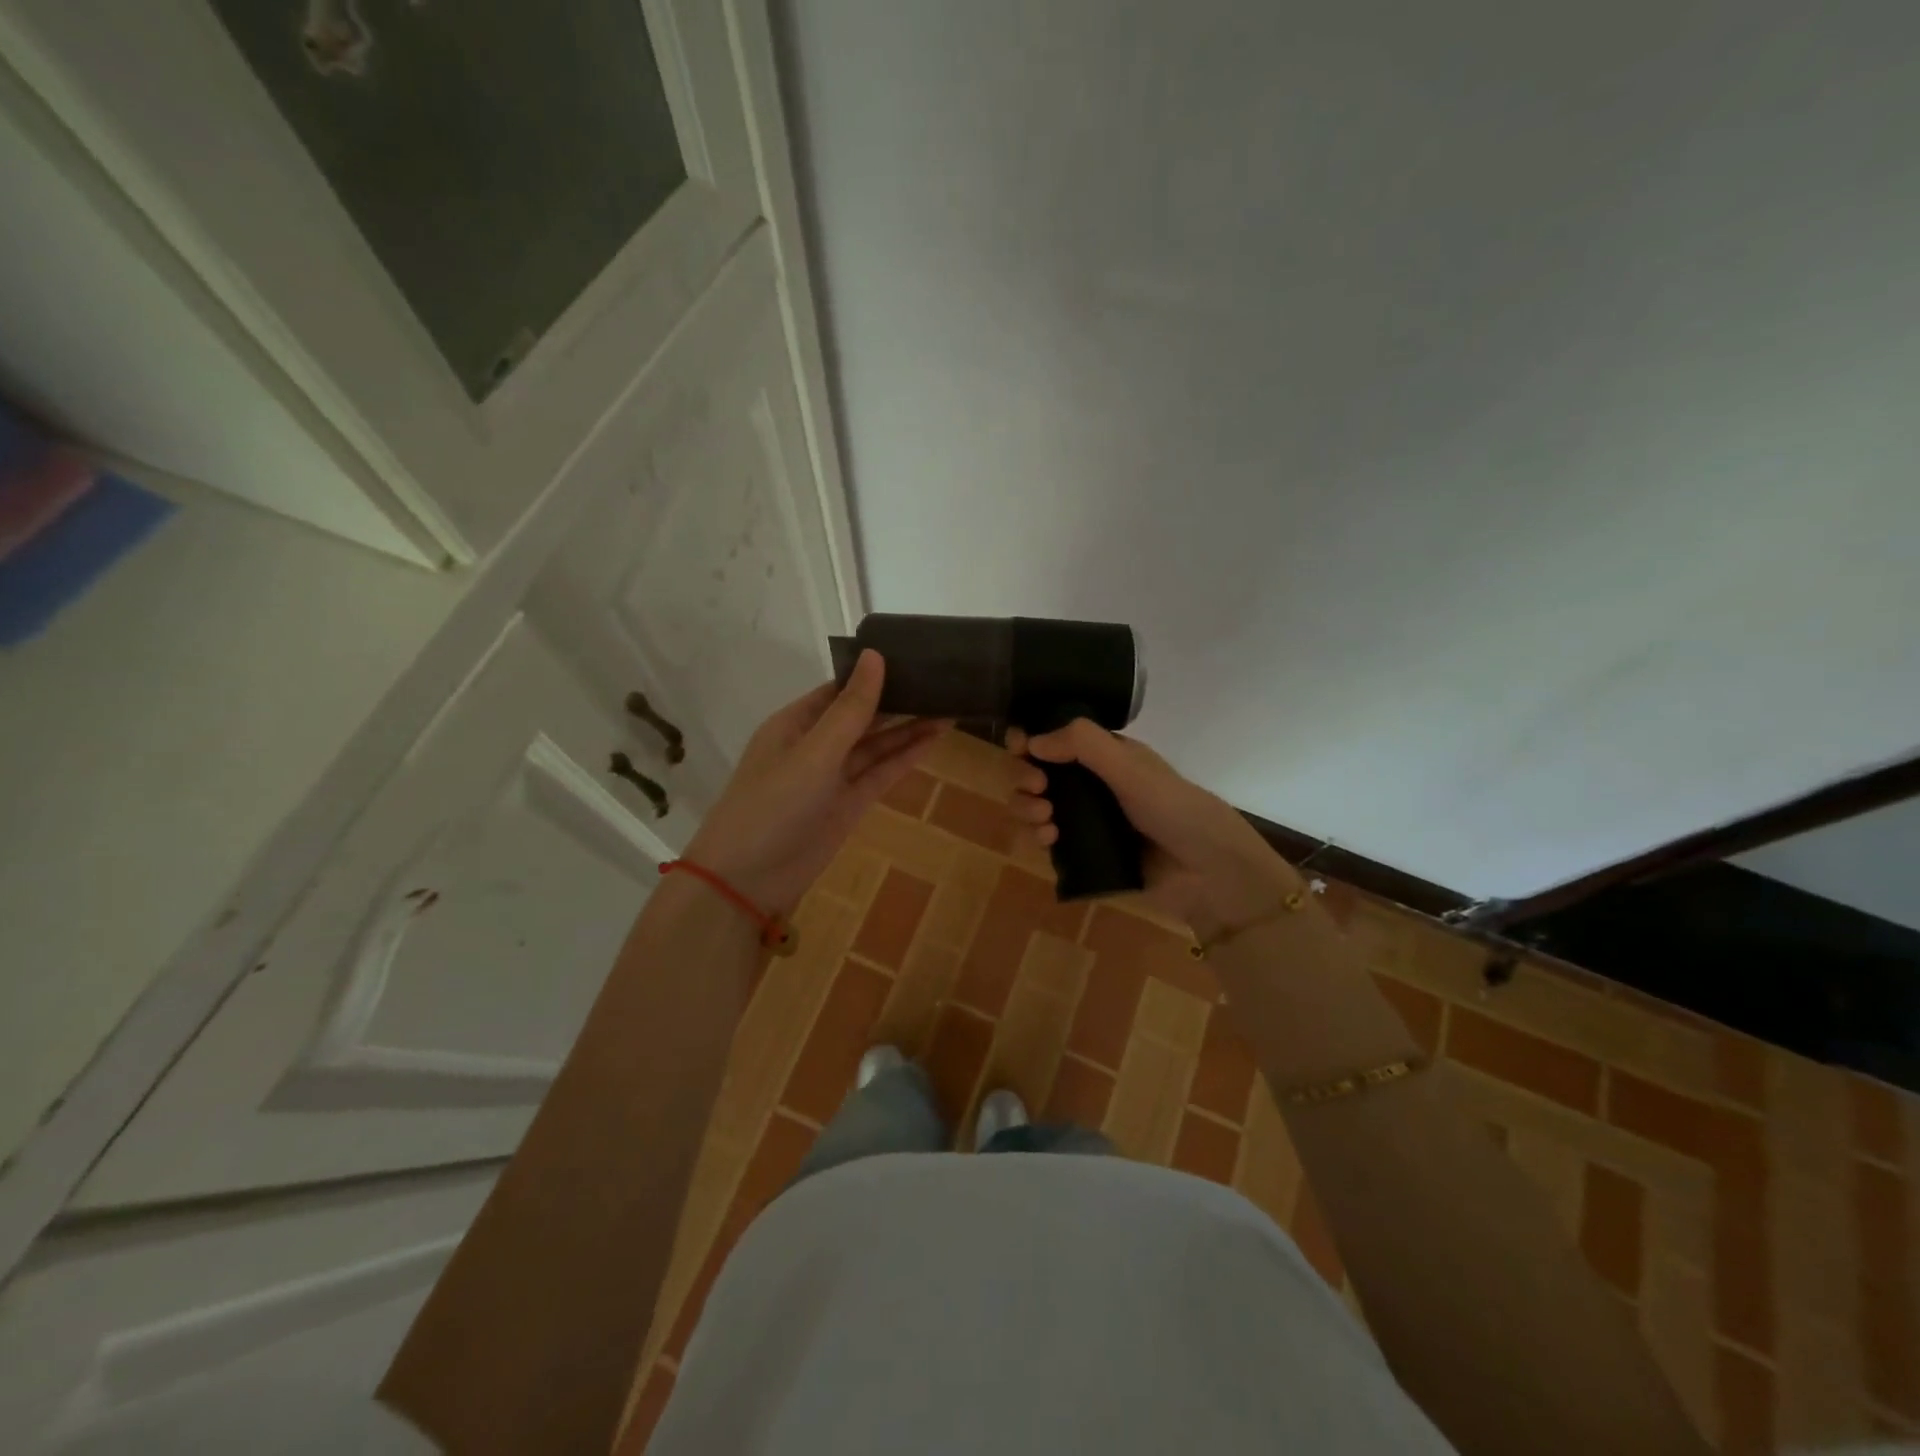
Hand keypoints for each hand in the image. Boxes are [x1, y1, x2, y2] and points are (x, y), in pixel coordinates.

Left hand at [684, 650, 940, 912]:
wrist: (746, 880)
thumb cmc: (773, 805)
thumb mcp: (814, 752)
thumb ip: (851, 709)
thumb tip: (876, 655)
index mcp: (796, 723)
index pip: (840, 689)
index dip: (874, 674)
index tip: (913, 657)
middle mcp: (815, 745)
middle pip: (862, 716)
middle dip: (897, 700)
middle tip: (943, 681)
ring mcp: (832, 777)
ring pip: (875, 746)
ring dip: (908, 729)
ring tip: (949, 707)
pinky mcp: (847, 806)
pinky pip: (880, 774)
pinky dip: (904, 758)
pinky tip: (932, 740)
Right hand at [1006, 719, 1299, 935]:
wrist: (1206, 872)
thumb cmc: (1173, 809)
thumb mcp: (1130, 767)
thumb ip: (1082, 744)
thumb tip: (1032, 740)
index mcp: (1106, 755)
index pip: (1056, 739)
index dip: (1031, 740)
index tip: (1020, 748)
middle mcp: (1092, 784)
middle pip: (1037, 772)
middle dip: (1025, 775)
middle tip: (1037, 787)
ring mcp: (1086, 820)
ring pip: (1037, 805)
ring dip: (1027, 806)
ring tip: (1044, 818)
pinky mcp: (1083, 853)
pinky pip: (1047, 839)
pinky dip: (1039, 834)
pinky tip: (1049, 839)